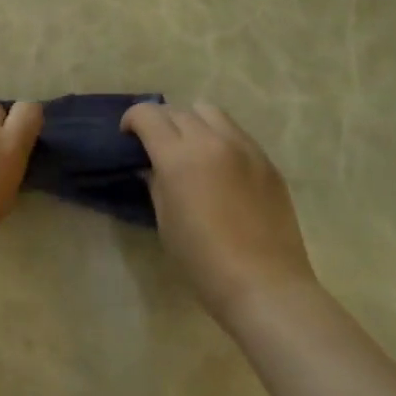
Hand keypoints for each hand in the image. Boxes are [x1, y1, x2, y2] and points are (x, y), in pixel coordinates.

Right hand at [122, 102, 317, 322]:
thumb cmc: (203, 261)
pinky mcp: (267, 161)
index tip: (128, 135)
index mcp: (179, 157)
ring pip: (210, 112)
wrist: (264, 284)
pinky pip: (236, 133)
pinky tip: (219, 164)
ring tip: (190, 147)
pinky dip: (219, 136)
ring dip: (192, 121)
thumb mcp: (165, 221)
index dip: (132, 119)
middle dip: (161, 122)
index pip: (148, 115)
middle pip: (178, 111)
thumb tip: (152, 167)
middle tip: (157, 146)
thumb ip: (156, 183)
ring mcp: (244, 148)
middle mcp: (211, 141)